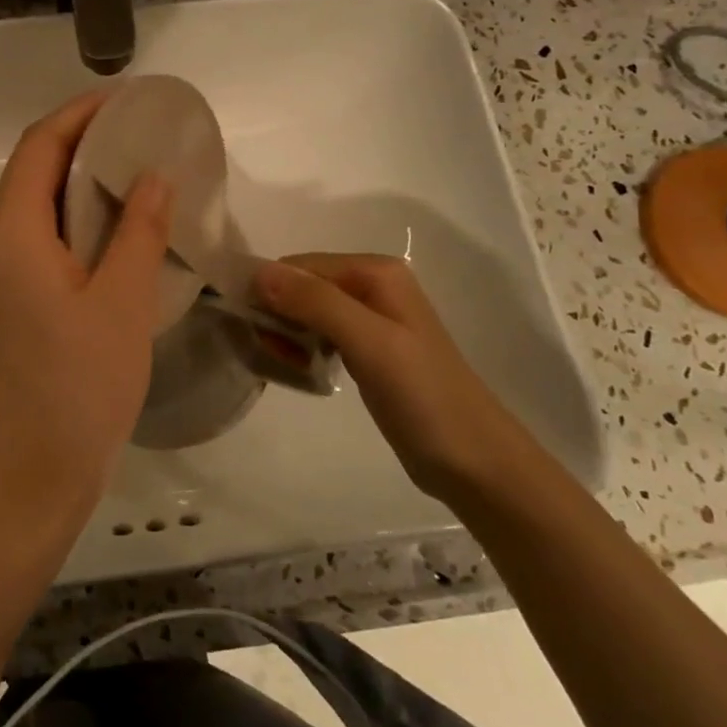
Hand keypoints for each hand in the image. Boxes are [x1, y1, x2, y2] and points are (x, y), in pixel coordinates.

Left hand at [0, 93, 172, 543]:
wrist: (18, 485)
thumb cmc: (75, 391)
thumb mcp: (121, 305)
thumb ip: (138, 231)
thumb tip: (152, 176)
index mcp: (5, 233)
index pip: (39, 145)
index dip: (81, 113)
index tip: (127, 100)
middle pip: (30, 176)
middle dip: (82, 151)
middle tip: (141, 143)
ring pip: (28, 214)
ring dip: (74, 194)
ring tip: (133, 187)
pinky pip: (24, 248)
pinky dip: (63, 231)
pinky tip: (105, 244)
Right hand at [253, 253, 529, 501]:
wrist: (473, 460)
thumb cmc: (423, 396)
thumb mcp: (368, 343)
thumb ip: (315, 303)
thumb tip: (258, 272)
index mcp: (375, 272)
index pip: (300, 265)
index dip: (271, 291)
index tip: (253, 329)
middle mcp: (372, 285)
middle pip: (302, 285)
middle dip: (277, 313)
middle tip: (269, 351)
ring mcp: (371, 318)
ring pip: (306, 310)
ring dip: (286, 332)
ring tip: (283, 363)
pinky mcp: (367, 349)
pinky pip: (319, 333)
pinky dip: (301, 346)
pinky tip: (298, 368)